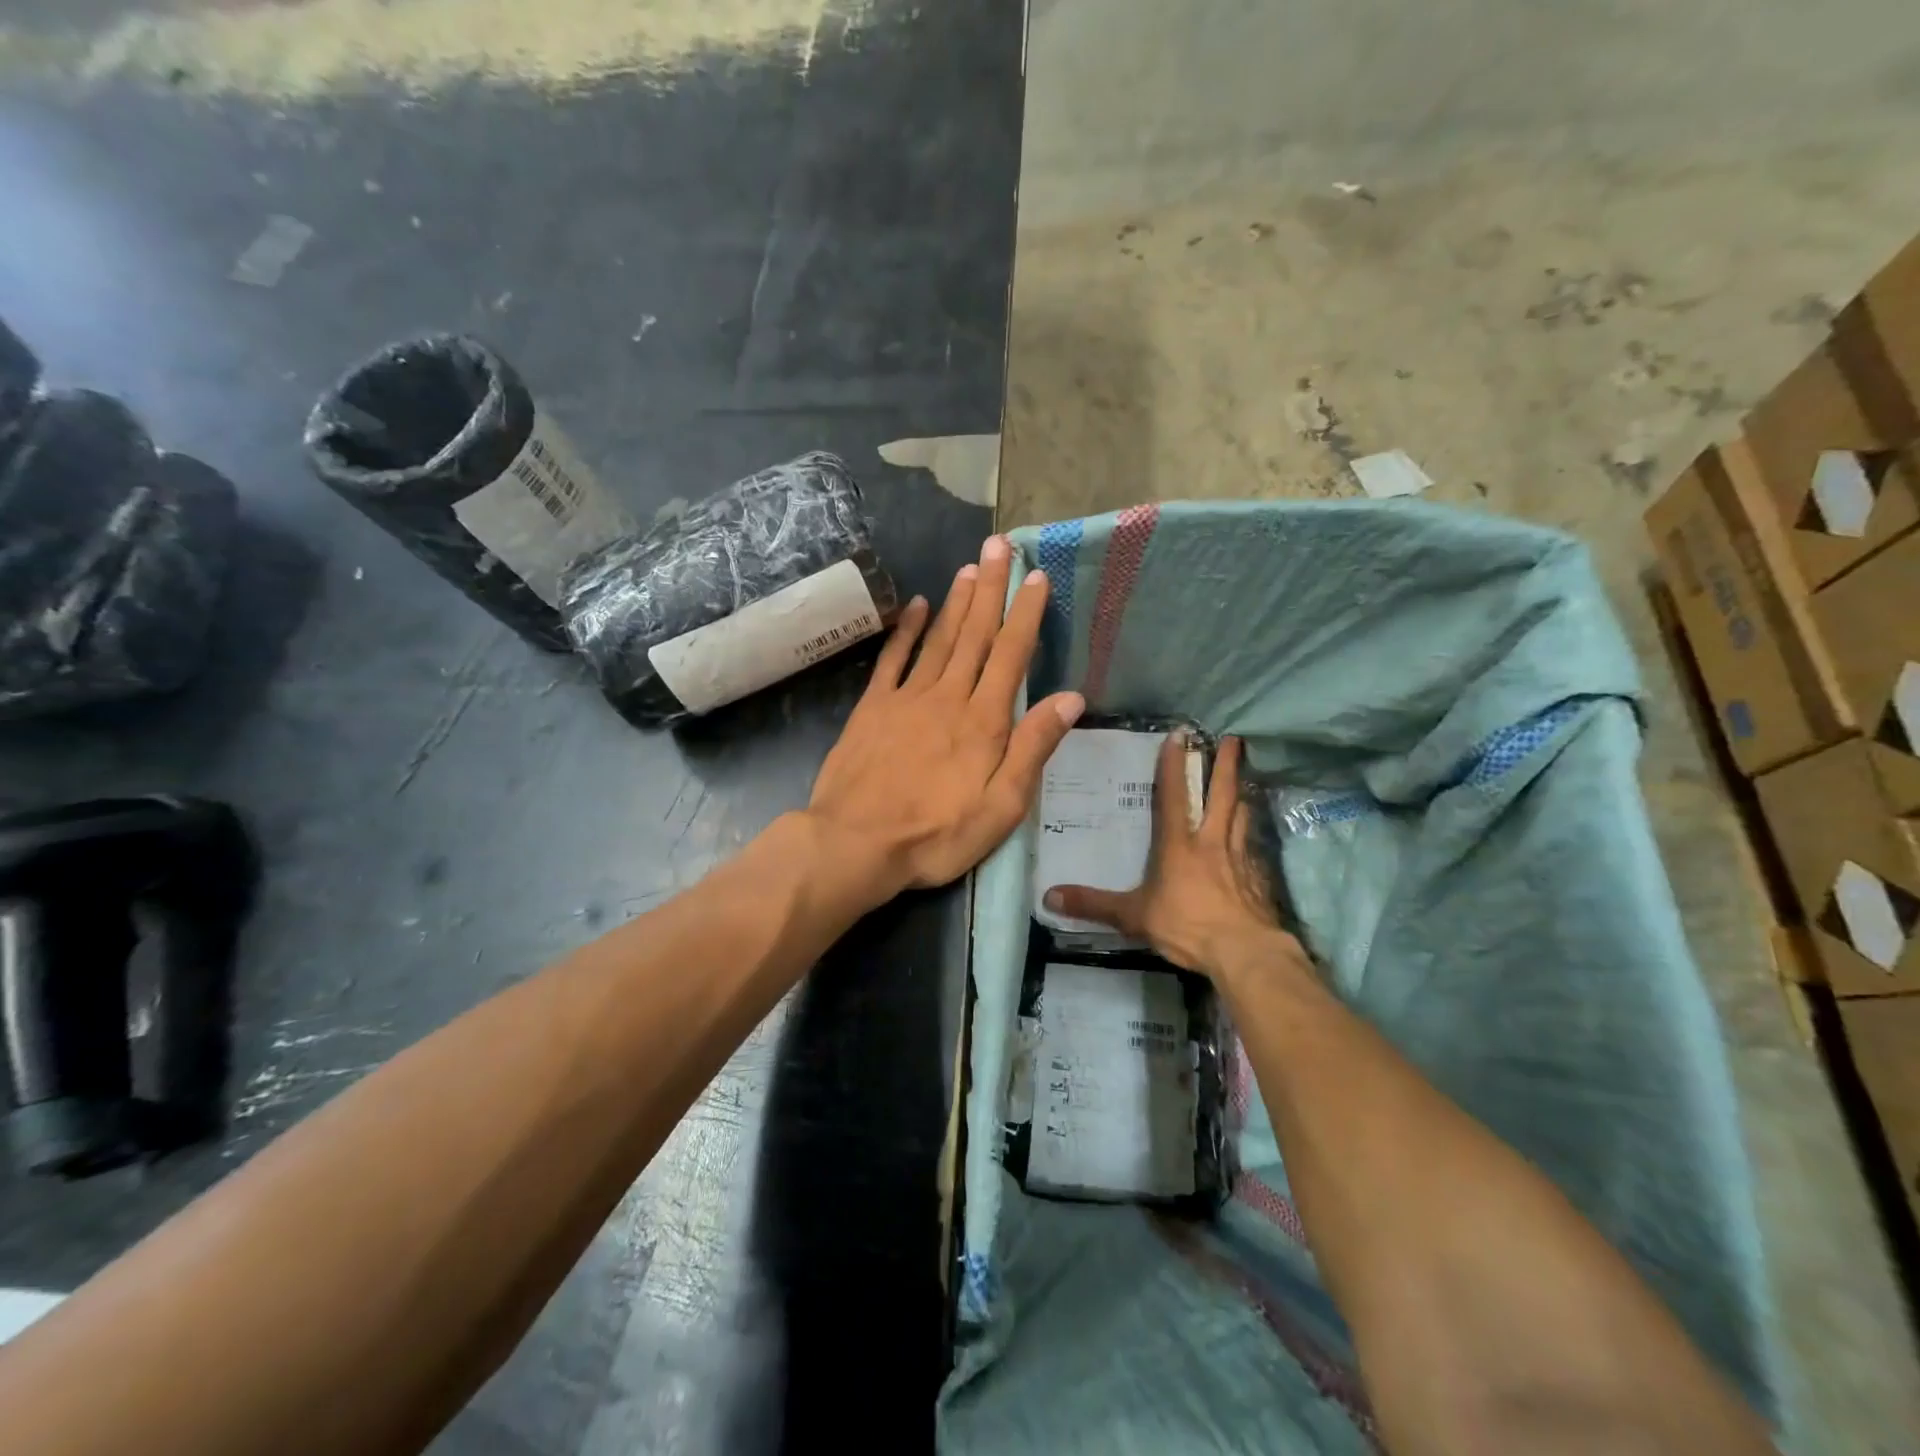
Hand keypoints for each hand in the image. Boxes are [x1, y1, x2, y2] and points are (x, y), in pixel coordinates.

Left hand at [806, 535, 1084, 903]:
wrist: (855, 844)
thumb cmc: (937, 834)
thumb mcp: (1001, 806)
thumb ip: (1033, 748)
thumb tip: (1070, 698)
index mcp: (984, 721)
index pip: (1011, 655)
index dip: (1025, 614)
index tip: (1036, 577)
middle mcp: (948, 697)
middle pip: (974, 634)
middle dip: (990, 588)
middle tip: (999, 545)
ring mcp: (906, 698)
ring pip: (938, 639)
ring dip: (956, 601)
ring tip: (969, 566)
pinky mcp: (872, 708)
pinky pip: (893, 659)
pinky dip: (907, 631)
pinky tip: (917, 606)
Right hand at [1044, 734, 1304, 981]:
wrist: (1244, 953)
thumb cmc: (1187, 926)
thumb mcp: (1134, 916)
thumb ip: (1094, 904)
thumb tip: (1048, 896)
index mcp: (1179, 845)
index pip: (1174, 796)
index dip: (1174, 765)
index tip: (1180, 736)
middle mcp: (1211, 842)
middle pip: (1222, 794)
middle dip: (1225, 765)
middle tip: (1232, 739)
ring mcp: (1240, 858)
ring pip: (1242, 815)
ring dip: (1242, 793)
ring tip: (1243, 778)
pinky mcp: (1259, 877)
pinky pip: (1254, 845)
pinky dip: (1252, 833)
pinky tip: (1252, 837)